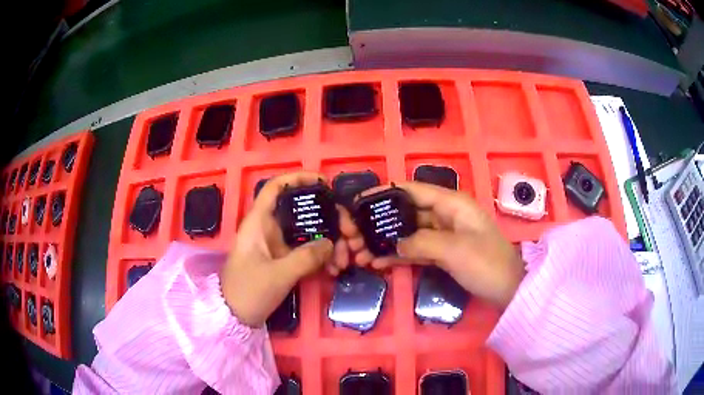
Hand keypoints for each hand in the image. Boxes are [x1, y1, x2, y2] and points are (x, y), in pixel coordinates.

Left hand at [221, 172, 354, 326]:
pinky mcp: (282, 260)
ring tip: (345, 258)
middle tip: (349, 232)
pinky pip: (306, 251)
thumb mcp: (278, 274)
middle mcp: (268, 229)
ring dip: (329, 242)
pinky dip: (321, 257)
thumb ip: (306, 257)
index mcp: (259, 222)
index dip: (297, 178)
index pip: (275, 188)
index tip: (323, 182)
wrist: (234, 317)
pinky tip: (334, 268)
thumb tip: (332, 243)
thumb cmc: (248, 291)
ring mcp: (276, 245)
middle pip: (300, 211)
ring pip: (307, 233)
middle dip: (327, 219)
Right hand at [356, 182, 524, 308]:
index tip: (360, 202)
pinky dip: (399, 255)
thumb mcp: (453, 250)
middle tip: (355, 236)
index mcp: (452, 203)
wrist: (508, 290)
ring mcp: (444, 235)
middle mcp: (445, 215)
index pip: (413, 190)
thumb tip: (393, 244)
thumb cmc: (486, 263)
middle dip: (381, 223)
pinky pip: (416, 249)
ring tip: (360, 254)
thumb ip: (420, 242)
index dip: (385, 192)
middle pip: (407, 212)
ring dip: (386, 242)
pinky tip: (378, 262)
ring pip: (409, 233)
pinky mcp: (443, 253)